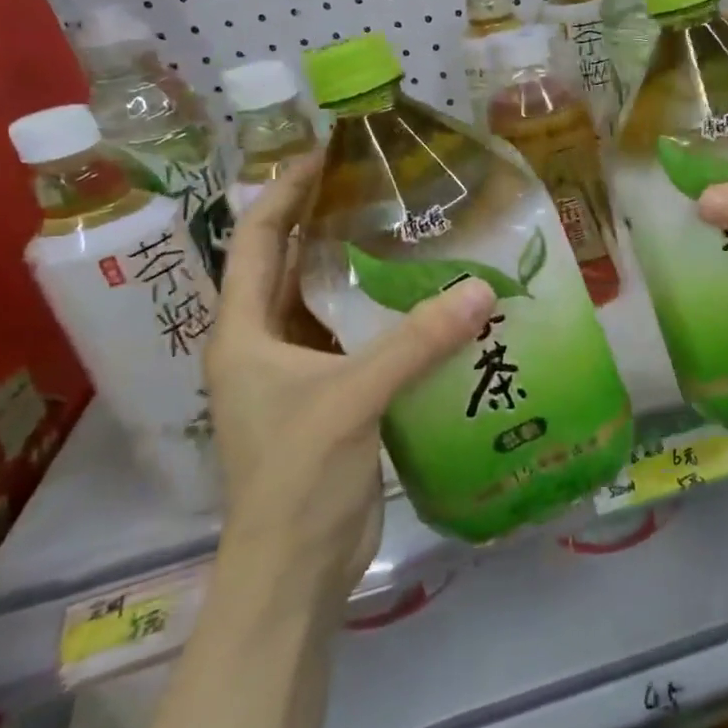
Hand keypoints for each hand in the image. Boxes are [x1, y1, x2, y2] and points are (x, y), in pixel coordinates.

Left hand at [204, 157, 497, 605]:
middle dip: (331, 223)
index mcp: (244, 333)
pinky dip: (388, 315)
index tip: (329, 156)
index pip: (255, 240)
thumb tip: (482, 288)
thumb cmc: (297, 478)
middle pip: (293, 265)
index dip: (285, 192)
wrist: (295, 571)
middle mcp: (266, 345)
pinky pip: (361, 339)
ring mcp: (300, 374)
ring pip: (331, 303)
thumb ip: (416, 342)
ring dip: (363, 270)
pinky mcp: (335, 398)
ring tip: (415, 233)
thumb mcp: (351, 400)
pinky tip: (431, 301)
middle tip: (387, 188)